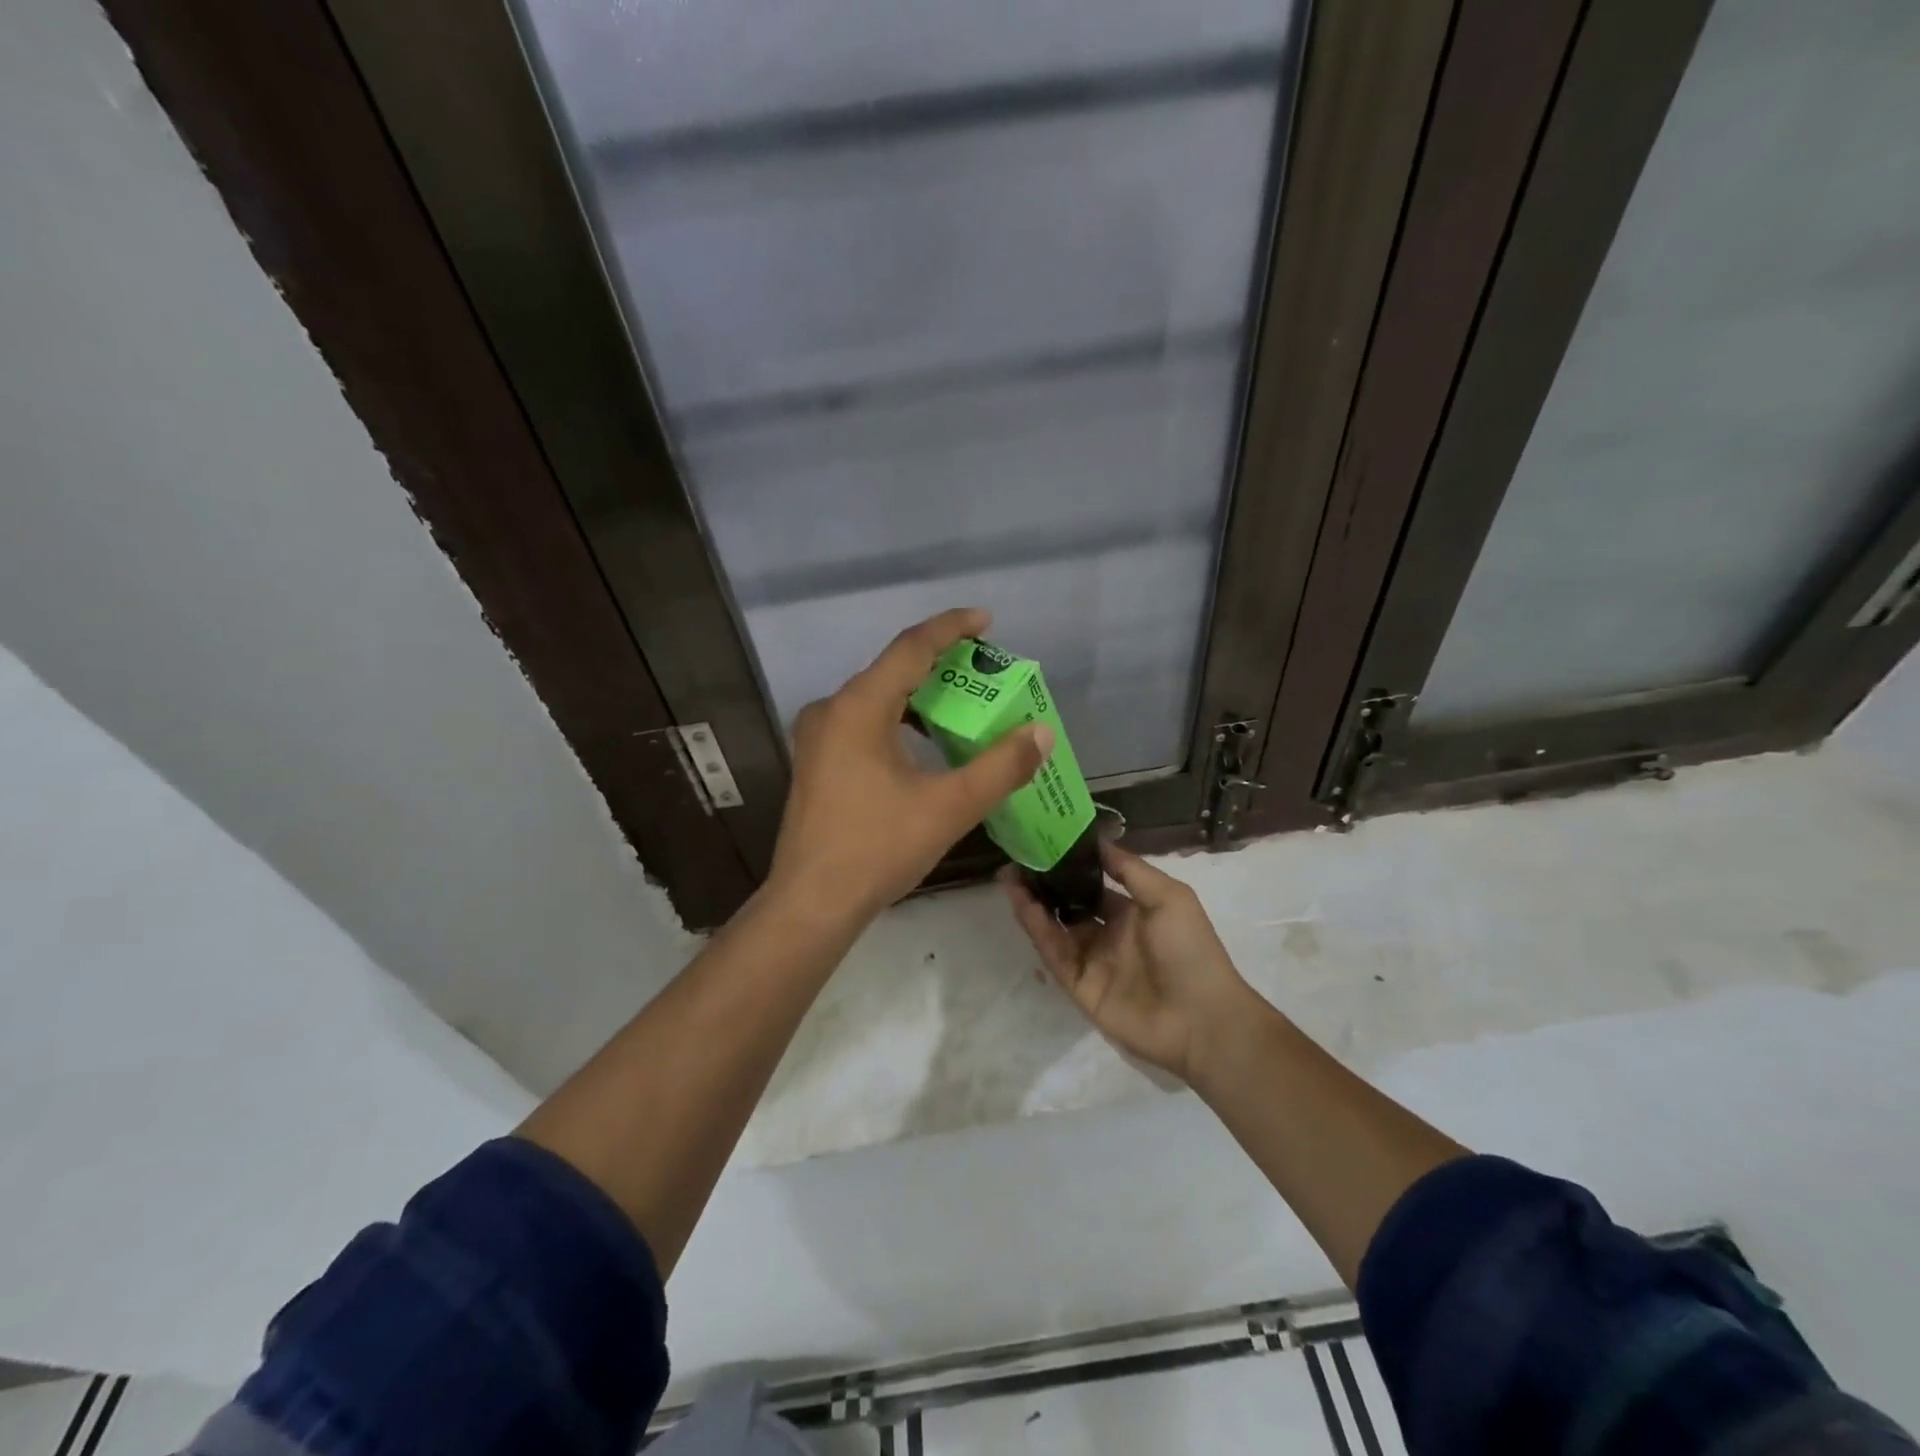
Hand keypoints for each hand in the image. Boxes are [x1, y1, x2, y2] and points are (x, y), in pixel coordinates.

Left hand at [766, 608, 1054, 924]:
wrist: (811, 903)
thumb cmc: (877, 849)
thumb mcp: (948, 807)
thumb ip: (1000, 767)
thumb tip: (1040, 733)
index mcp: (858, 708)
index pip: (911, 648)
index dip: (951, 628)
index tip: (986, 621)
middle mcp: (831, 710)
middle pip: (893, 670)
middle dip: (941, 665)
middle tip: (984, 670)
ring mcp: (818, 737)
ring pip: (877, 698)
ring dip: (919, 696)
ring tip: (962, 705)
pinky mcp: (816, 762)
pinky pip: (863, 722)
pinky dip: (899, 721)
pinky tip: (923, 744)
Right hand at [1003, 843, 1255, 1084]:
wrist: (1202, 1020)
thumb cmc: (1190, 950)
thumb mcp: (1169, 896)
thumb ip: (1130, 869)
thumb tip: (1095, 841)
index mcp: (1132, 912)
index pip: (1093, 883)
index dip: (1069, 865)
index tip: (1045, 842)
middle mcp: (1108, 933)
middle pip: (1067, 904)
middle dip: (1043, 884)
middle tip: (1016, 860)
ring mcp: (1092, 961)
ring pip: (1054, 927)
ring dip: (1032, 903)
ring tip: (1008, 877)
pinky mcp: (1079, 986)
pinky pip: (1054, 953)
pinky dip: (1037, 929)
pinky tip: (1022, 905)